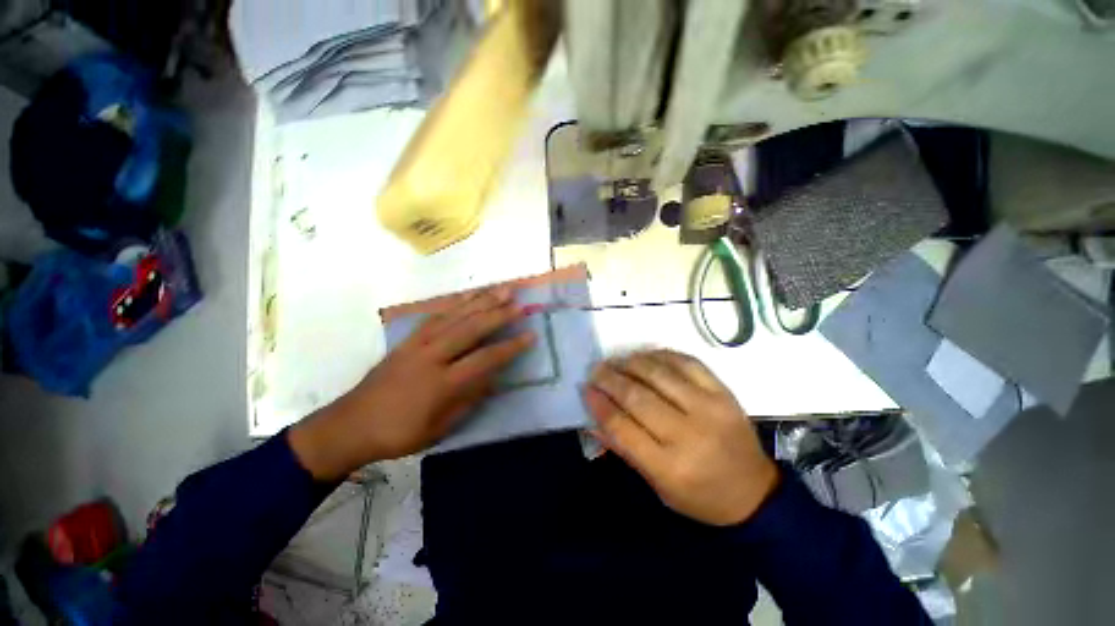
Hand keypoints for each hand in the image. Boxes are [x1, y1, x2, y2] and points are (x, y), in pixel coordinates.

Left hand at [290, 287, 534, 480]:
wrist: (350, 425)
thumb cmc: (399, 434)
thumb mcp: (439, 428)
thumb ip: (469, 400)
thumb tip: (493, 377)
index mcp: (441, 384)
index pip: (484, 360)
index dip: (510, 347)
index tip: (530, 335)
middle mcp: (431, 358)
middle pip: (470, 329)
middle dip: (497, 314)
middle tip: (518, 301)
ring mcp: (417, 344)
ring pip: (454, 316)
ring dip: (480, 301)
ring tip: (500, 289)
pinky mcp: (408, 340)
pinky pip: (435, 316)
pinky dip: (455, 304)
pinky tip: (468, 296)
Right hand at [585, 350, 778, 525]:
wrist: (755, 492)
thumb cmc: (700, 496)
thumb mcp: (657, 485)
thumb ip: (624, 449)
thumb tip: (593, 419)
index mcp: (670, 467)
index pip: (622, 428)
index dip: (599, 405)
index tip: (586, 389)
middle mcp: (689, 434)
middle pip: (638, 397)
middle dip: (610, 379)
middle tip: (596, 370)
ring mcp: (709, 408)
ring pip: (659, 374)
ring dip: (631, 363)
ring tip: (617, 361)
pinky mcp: (723, 392)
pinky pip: (687, 362)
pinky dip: (661, 355)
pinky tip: (646, 356)